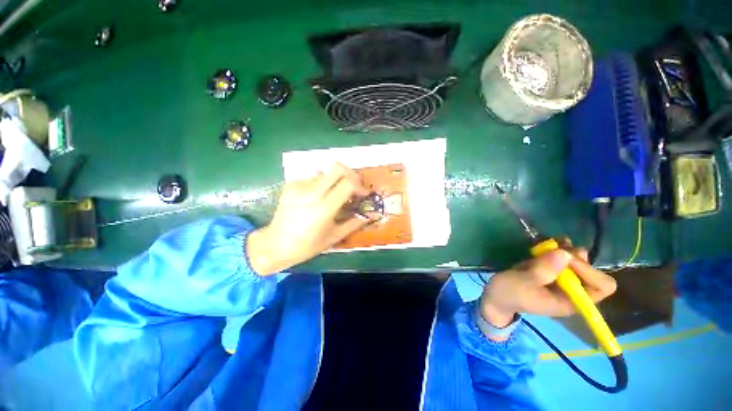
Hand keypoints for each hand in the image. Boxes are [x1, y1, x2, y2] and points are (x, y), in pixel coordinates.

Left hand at [247, 163, 369, 274]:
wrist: (275, 244)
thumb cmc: (307, 245)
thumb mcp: (334, 237)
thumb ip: (354, 223)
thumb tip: (369, 215)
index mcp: (324, 208)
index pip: (348, 183)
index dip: (360, 185)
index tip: (363, 194)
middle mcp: (311, 192)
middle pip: (338, 168)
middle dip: (350, 174)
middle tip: (353, 187)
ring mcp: (299, 186)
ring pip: (326, 172)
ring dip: (335, 181)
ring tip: (333, 195)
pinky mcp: (291, 185)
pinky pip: (313, 177)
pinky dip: (321, 184)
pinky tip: (317, 197)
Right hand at [480, 247, 616, 332]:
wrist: (496, 295)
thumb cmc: (508, 293)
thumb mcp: (521, 283)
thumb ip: (541, 271)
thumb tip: (564, 253)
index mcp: (571, 301)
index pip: (601, 286)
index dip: (589, 271)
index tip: (564, 258)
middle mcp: (573, 291)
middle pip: (593, 271)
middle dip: (576, 259)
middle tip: (555, 250)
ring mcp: (563, 280)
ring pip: (579, 262)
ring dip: (567, 251)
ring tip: (549, 245)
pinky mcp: (553, 271)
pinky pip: (565, 257)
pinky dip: (559, 248)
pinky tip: (547, 244)